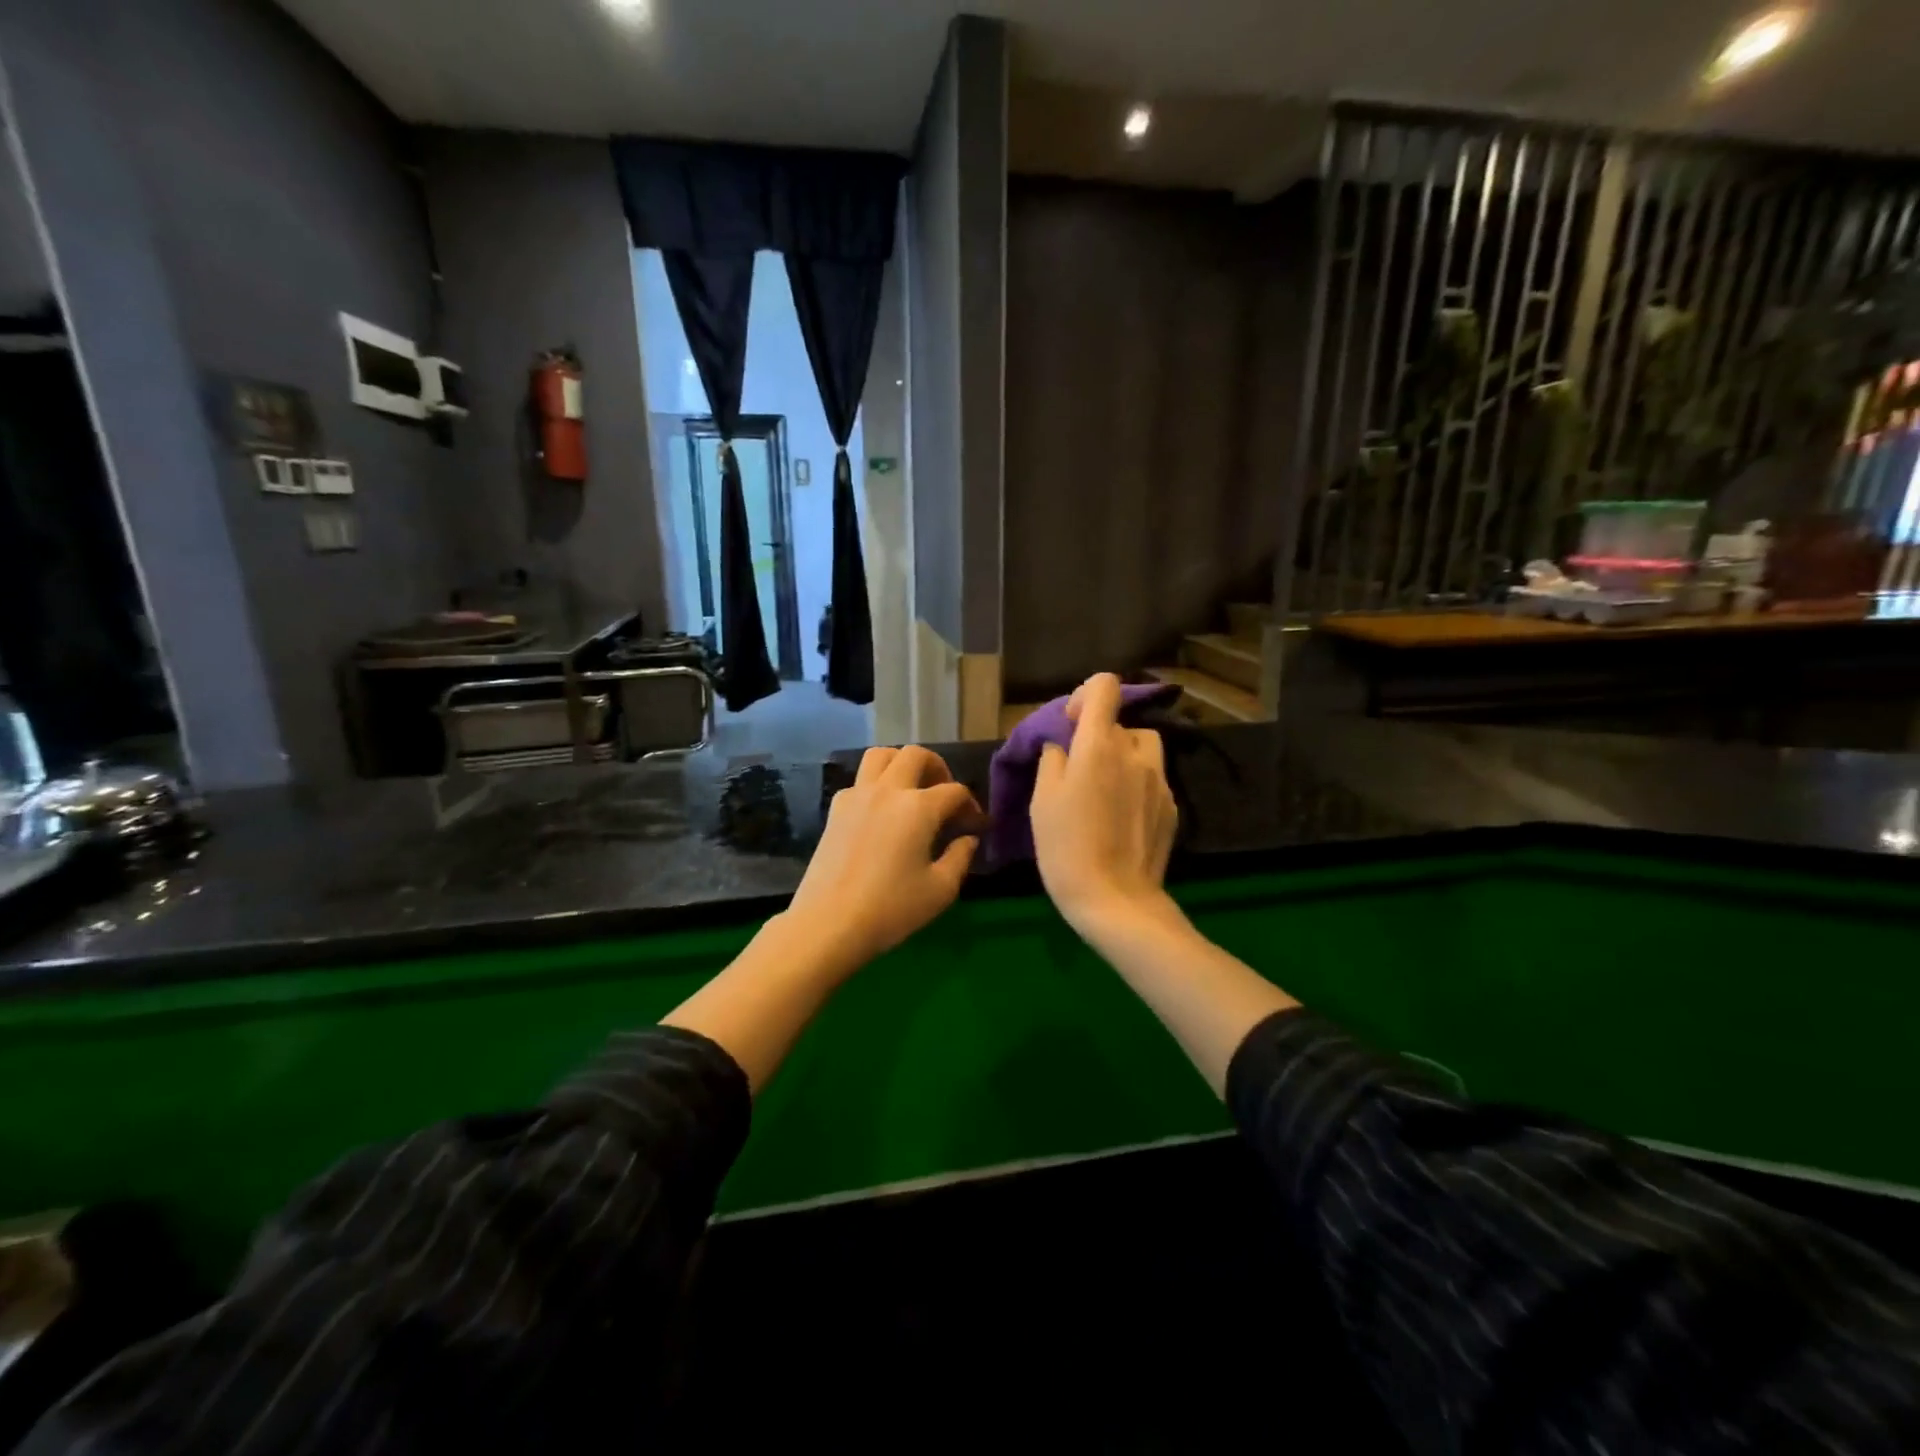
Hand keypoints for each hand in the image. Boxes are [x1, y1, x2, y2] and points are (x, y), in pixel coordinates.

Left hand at [781, 745, 982, 974]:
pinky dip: (876, 784)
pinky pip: (860, 780)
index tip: (975, 827)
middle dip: (938, 768)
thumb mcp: (941, 890)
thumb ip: (961, 857)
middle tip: (945, 795)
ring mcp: (857, 795)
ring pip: (881, 755)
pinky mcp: (836, 809)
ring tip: (912, 790)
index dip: (971, 806)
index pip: (955, 791)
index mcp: (918, 807)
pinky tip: (882, 812)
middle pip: (916, 755)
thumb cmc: (891, 909)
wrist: (829, 924)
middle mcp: (888, 790)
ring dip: (902, 763)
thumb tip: (968, 838)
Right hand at [1031, 673, 1178, 937]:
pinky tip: (1121, 818)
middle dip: (1099, 738)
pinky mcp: (1171, 806)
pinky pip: (1152, 778)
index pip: (1105, 687)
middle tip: (1079, 772)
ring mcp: (1159, 779)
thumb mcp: (1042, 801)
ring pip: (1142, 747)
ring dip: (1124, 756)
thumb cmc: (1066, 847)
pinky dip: (1136, 784)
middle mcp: (1135, 753)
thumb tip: (1063, 747)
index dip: (1086, 695)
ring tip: (1104, 790)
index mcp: (1099, 746)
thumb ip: (1053, 761)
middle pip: (1119, 723)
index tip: (1072, 724)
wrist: (1115, 900)